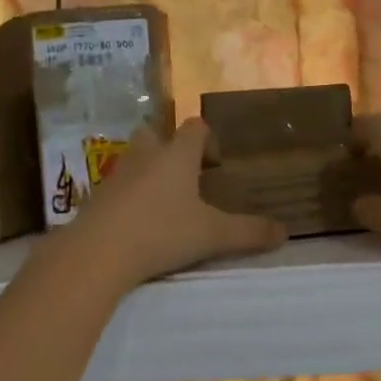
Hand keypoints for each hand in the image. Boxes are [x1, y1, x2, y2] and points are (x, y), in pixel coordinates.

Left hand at [60, 120, 284, 286]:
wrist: (98, 252)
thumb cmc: (161, 232)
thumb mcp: (212, 236)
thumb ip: (249, 232)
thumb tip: (285, 233)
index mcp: (176, 155)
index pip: (194, 127)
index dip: (207, 138)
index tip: (215, 162)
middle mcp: (145, 156)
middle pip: (155, 134)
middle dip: (170, 149)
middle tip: (186, 177)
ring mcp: (116, 175)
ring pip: (134, 160)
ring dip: (148, 172)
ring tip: (164, 203)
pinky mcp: (95, 198)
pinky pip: (117, 187)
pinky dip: (128, 197)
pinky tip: (138, 223)